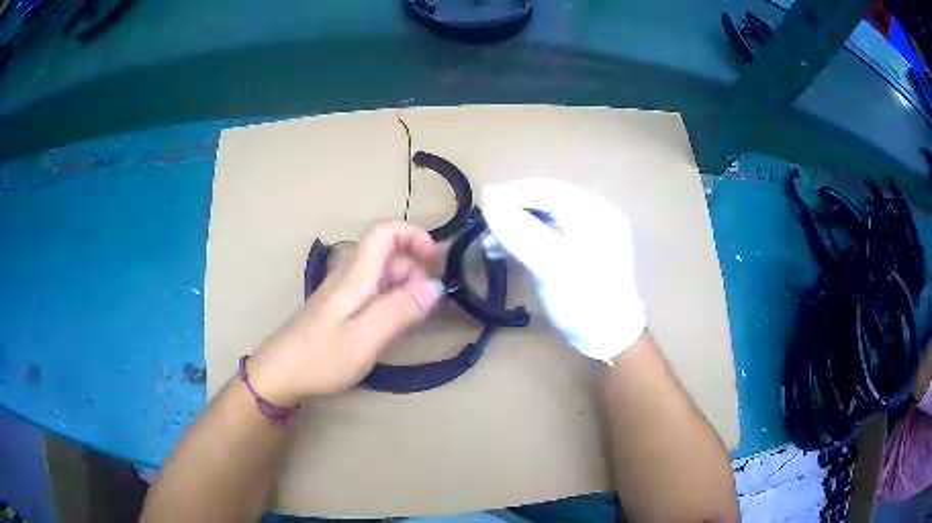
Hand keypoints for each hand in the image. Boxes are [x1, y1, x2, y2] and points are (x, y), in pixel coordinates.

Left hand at [247, 222, 444, 402]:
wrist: (279, 373)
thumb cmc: (321, 357)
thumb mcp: (365, 338)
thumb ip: (400, 310)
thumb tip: (435, 286)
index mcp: (355, 275)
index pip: (384, 232)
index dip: (414, 236)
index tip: (436, 262)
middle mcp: (348, 275)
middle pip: (387, 255)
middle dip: (415, 271)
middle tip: (427, 307)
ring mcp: (341, 291)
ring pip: (381, 274)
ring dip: (404, 288)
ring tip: (413, 320)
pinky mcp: (338, 308)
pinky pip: (371, 292)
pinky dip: (390, 301)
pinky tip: (391, 327)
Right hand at [482, 178, 644, 362]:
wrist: (607, 337)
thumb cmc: (584, 301)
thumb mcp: (552, 266)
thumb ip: (521, 232)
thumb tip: (489, 200)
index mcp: (595, 214)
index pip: (550, 191)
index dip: (515, 192)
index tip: (483, 199)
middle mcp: (593, 217)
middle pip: (546, 203)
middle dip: (512, 212)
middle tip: (484, 224)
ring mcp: (586, 235)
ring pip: (543, 220)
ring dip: (514, 228)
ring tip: (487, 244)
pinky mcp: (577, 251)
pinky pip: (546, 236)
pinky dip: (524, 241)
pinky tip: (502, 251)